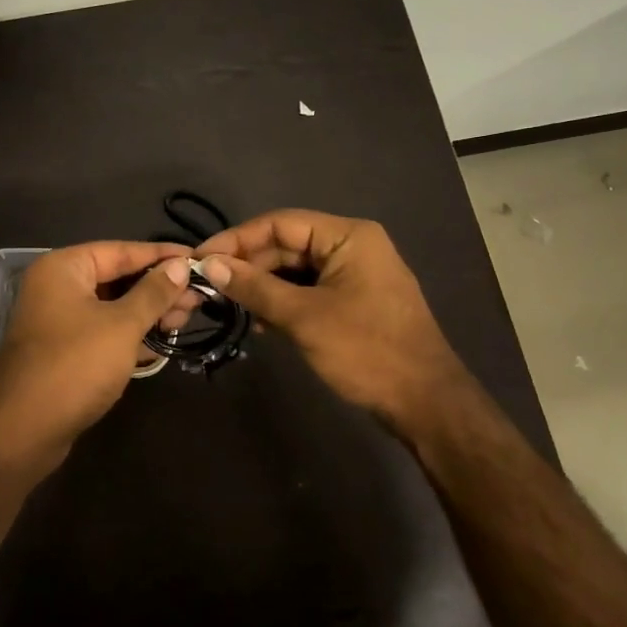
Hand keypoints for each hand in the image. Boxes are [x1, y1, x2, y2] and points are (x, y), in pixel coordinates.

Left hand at [0, 241, 198, 453]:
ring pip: (112, 305)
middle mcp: (57, 286)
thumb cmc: (75, 366)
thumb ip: (153, 293)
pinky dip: (131, 332)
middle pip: (117, 277)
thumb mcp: (122, 326)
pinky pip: (104, 329)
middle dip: (158, 287)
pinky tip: (162, 339)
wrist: (24, 430)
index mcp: (64, 268)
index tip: (198, 258)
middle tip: (199, 296)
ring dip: (148, 311)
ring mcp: (59, 320)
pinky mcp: (64, 349)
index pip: (121, 250)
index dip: (161, 255)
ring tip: (186, 318)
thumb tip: (181, 265)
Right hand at [196, 209, 464, 428]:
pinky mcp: (353, 300)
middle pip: (286, 245)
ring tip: (233, 307)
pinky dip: (284, 302)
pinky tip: (264, 323)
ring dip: (264, 286)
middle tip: (209, 287)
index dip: (237, 239)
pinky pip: (308, 290)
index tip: (201, 258)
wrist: (425, 403)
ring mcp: (354, 274)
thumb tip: (210, 264)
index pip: (280, 223)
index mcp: (348, 236)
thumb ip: (255, 287)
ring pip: (295, 270)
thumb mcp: (304, 317)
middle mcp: (352, 246)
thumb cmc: (366, 351)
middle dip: (249, 266)